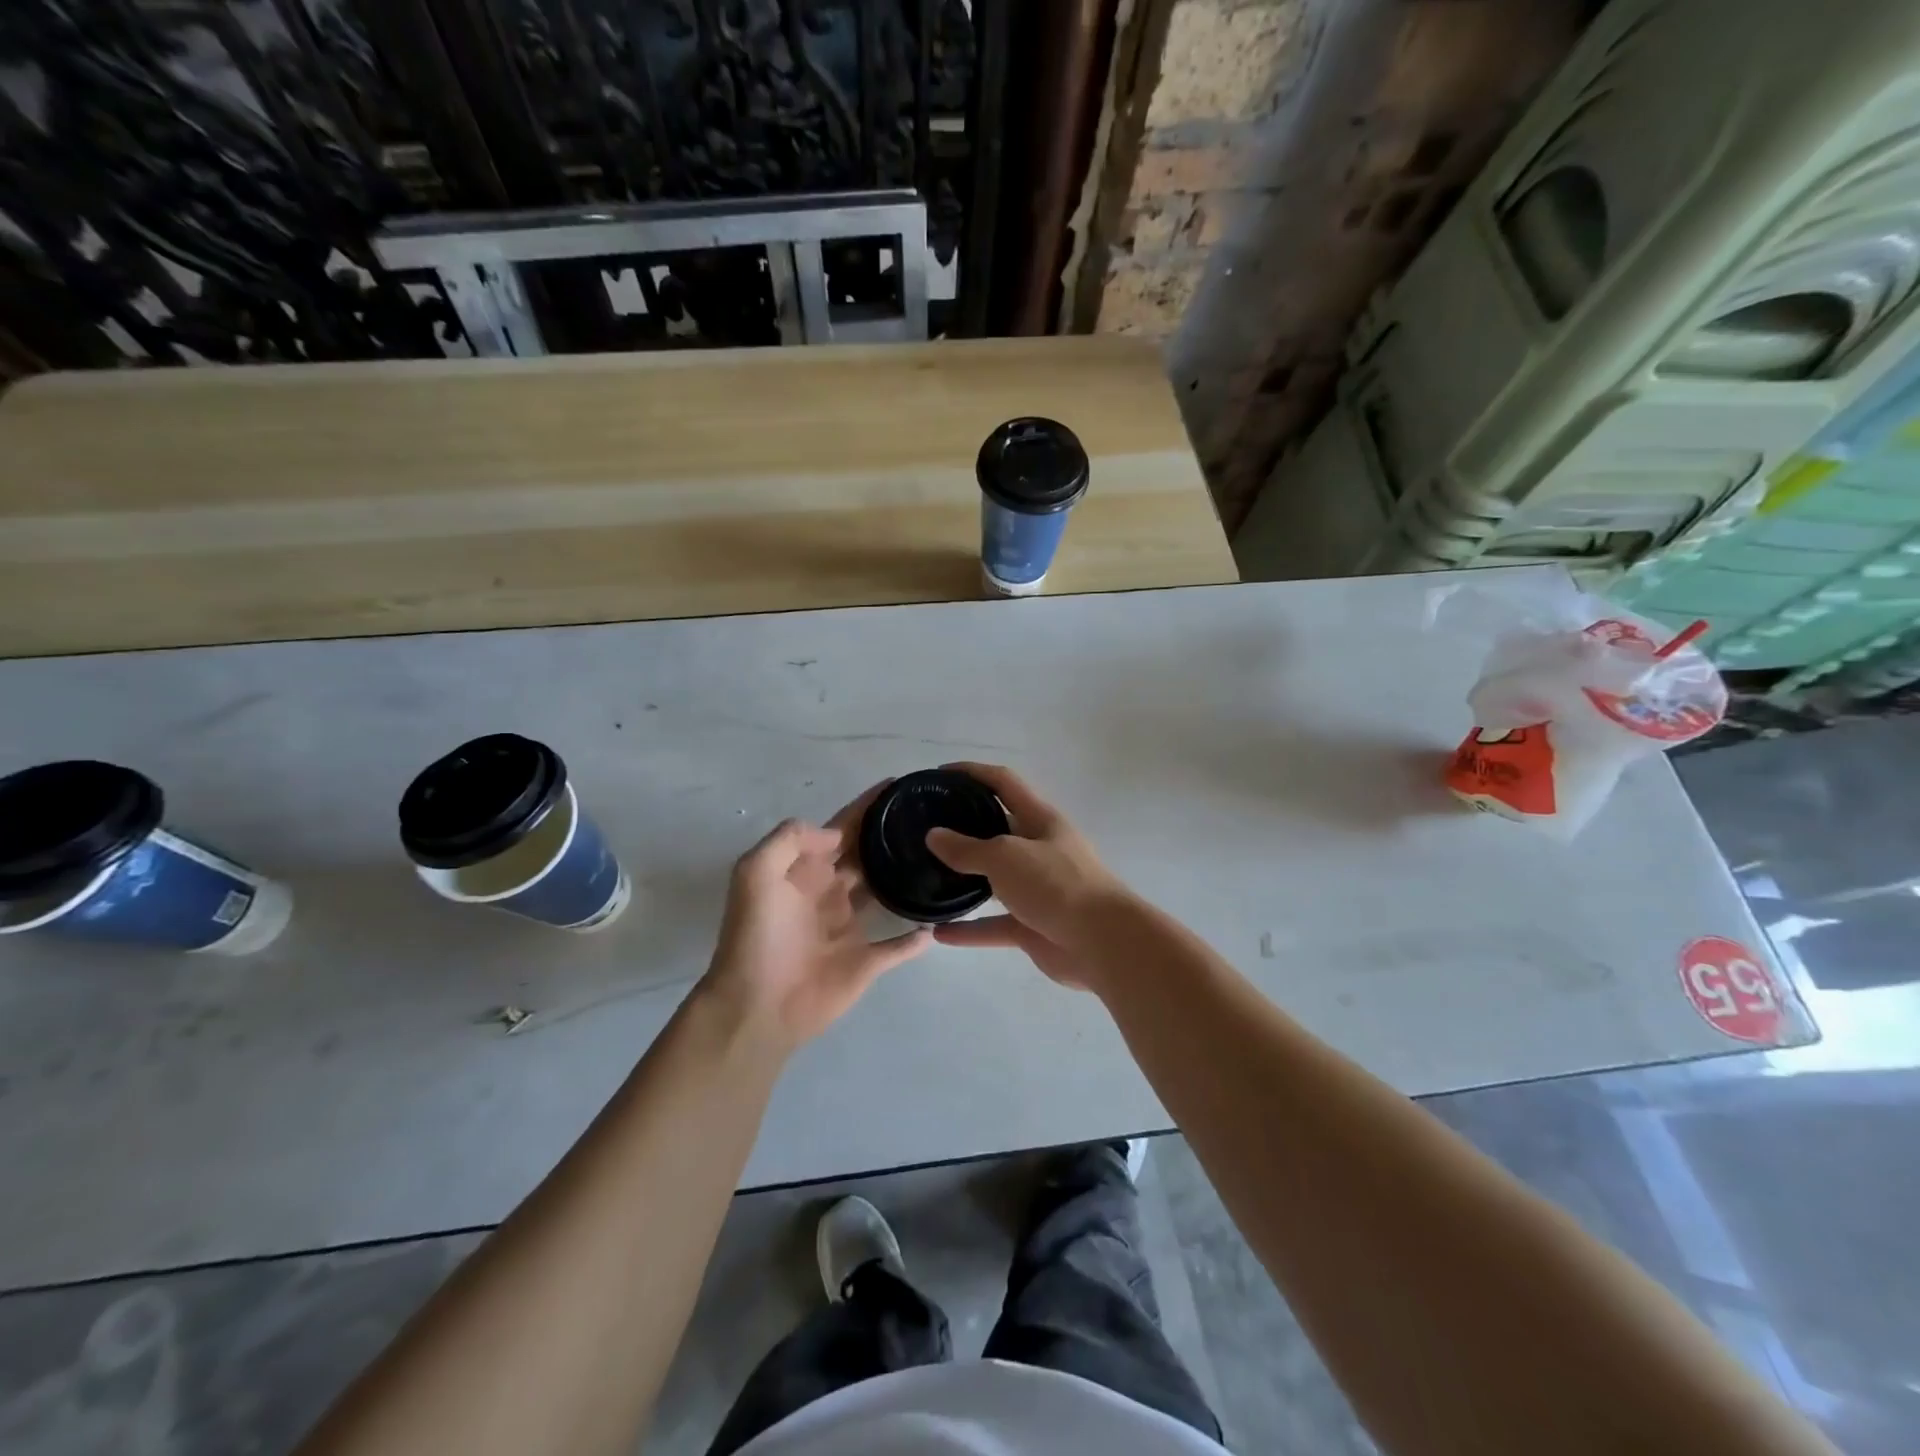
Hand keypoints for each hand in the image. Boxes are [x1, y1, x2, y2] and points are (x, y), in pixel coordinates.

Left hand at [702, 783, 931, 1049]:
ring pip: (885, 894)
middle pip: (867, 855)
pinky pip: (899, 946)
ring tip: (942, 858)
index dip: (867, 806)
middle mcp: (830, 892)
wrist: (756, 1005)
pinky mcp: (866, 962)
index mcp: (806, 870)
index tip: (899, 785)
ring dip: (906, 878)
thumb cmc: (757, 936)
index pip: (842, 828)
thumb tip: (837, 835)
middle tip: (931, 816)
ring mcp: (850, 928)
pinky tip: (939, 923)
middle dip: (890, 835)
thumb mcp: (755, 873)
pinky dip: (917, 937)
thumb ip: (791, 840)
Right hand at [924, 762, 1136, 990]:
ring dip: (964, 880)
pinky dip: (969, 929)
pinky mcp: (1033, 926)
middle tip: (925, 830)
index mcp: (1040, 820)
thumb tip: (934, 836)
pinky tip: (939, 933)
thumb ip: (967, 848)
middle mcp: (1039, 849)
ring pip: (994, 880)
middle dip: (964, 828)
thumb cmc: (1056, 884)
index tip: (939, 775)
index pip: (1004, 783)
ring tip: (927, 876)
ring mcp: (1037, 890)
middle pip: (997, 830)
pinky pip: (994, 925)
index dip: (973, 773)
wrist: (1103, 943)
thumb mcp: (1006, 856)